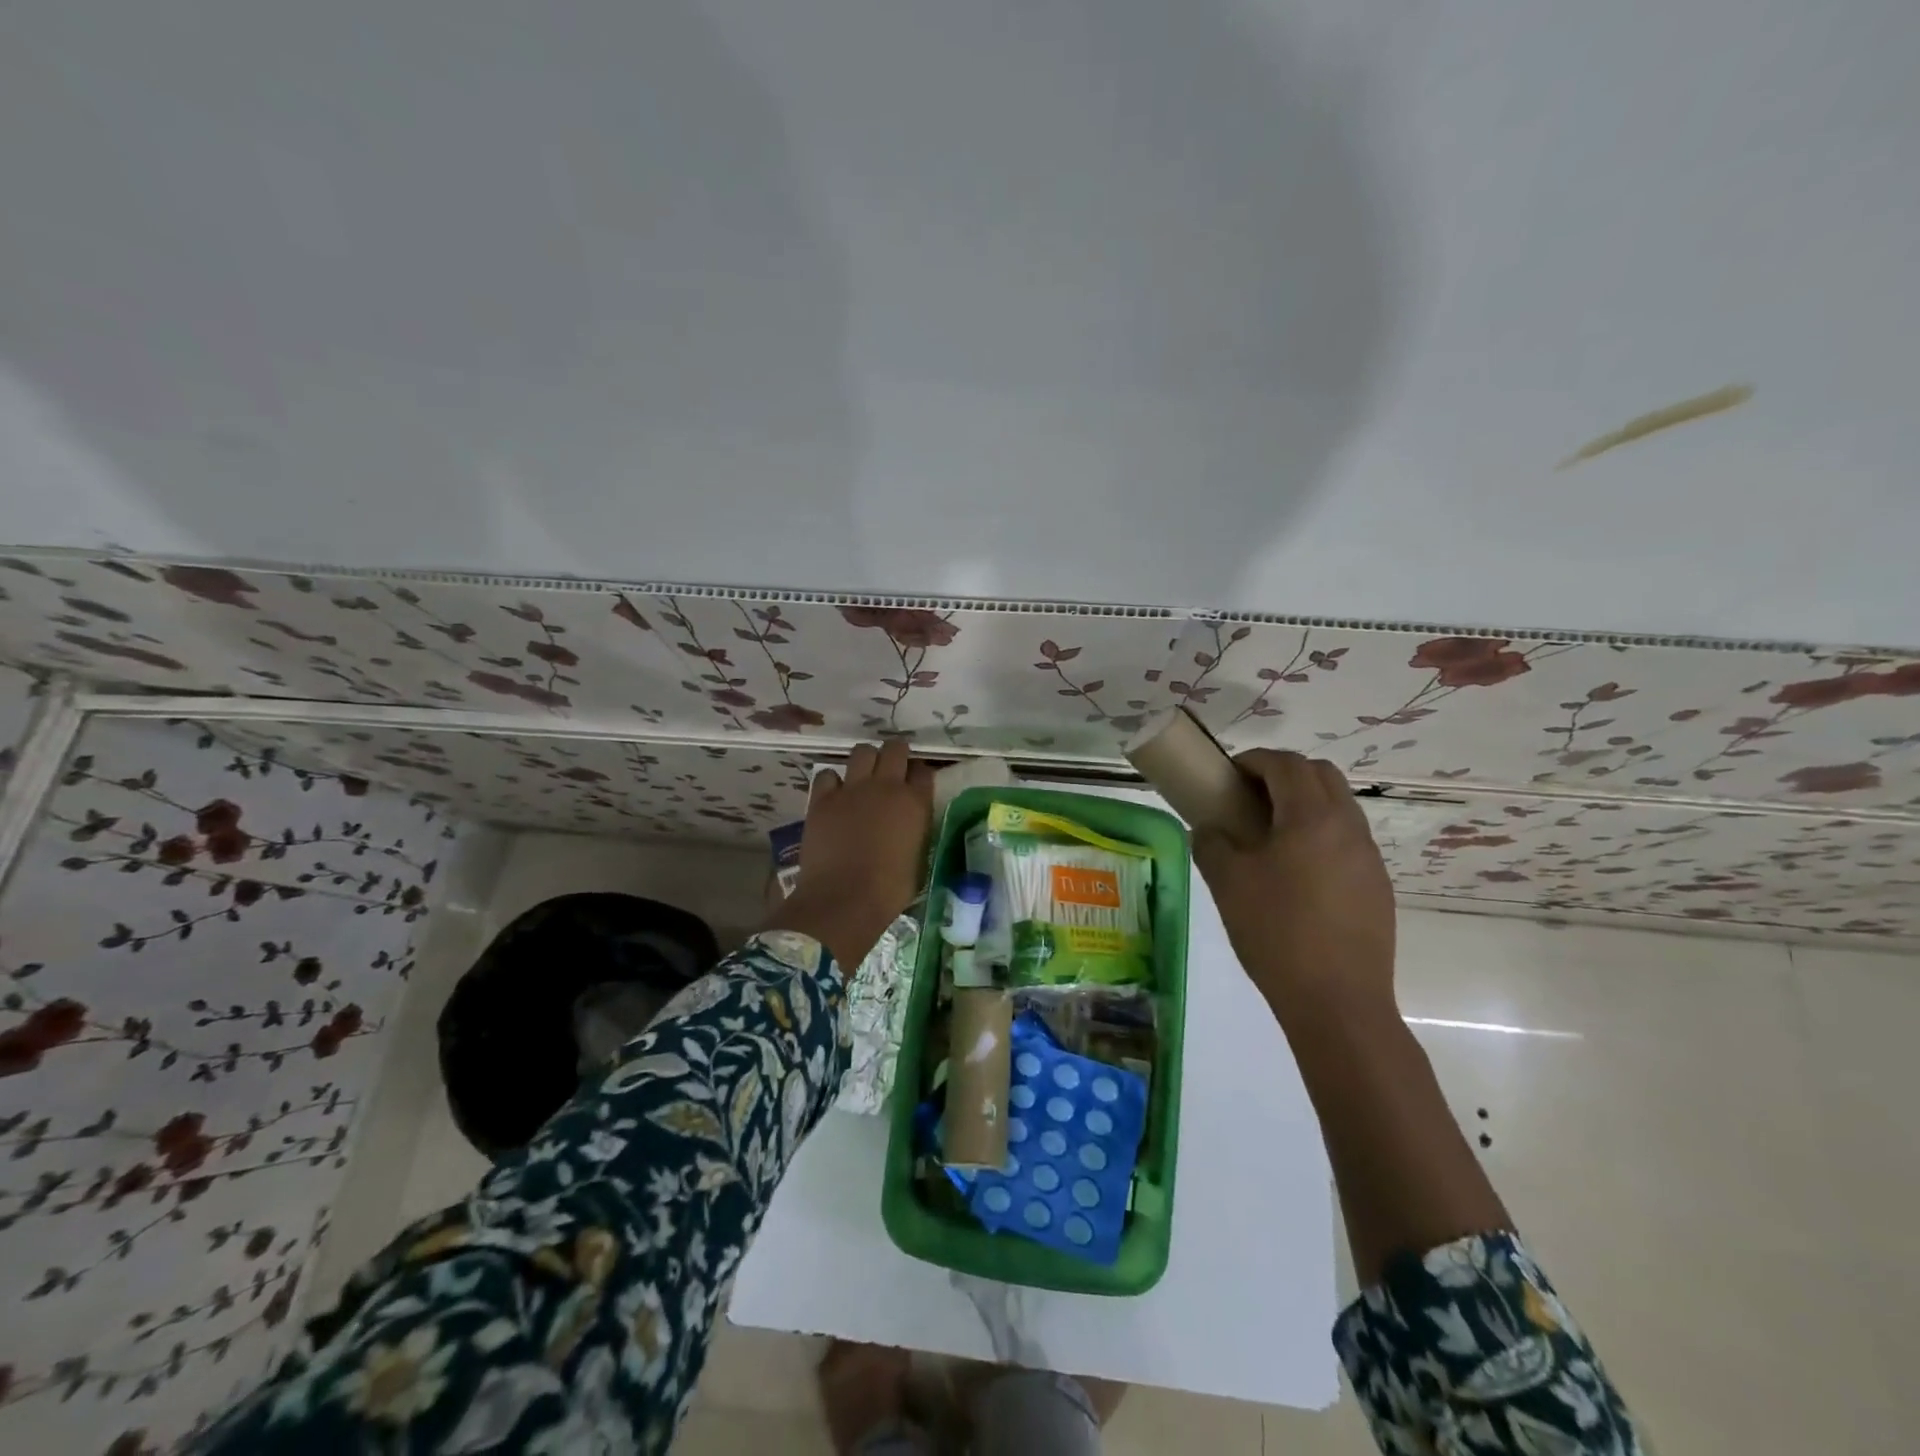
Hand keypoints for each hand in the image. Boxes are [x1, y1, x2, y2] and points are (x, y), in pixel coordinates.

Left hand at [764, 739, 933, 969]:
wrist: (844, 899)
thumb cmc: (889, 890)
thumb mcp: (918, 860)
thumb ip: (916, 832)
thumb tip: (910, 826)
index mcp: (915, 803)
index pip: (923, 771)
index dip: (919, 775)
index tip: (916, 783)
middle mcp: (886, 786)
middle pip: (895, 750)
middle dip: (896, 754)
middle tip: (892, 768)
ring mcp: (852, 789)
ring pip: (862, 752)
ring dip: (866, 760)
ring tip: (864, 776)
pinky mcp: (822, 799)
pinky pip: (828, 774)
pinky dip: (833, 781)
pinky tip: (835, 794)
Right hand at [1191, 750, 1396, 1023]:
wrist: (1337, 1001)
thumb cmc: (1276, 933)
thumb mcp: (1227, 883)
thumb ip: (1212, 843)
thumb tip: (1210, 829)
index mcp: (1312, 817)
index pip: (1286, 764)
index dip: (1254, 761)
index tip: (1228, 775)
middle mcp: (1348, 826)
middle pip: (1321, 775)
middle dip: (1283, 774)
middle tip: (1249, 798)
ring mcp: (1368, 856)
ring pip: (1339, 806)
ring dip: (1304, 804)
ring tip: (1270, 836)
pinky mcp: (1377, 885)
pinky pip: (1347, 839)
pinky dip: (1320, 834)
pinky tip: (1296, 873)